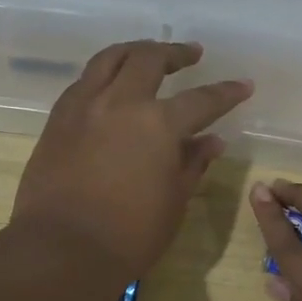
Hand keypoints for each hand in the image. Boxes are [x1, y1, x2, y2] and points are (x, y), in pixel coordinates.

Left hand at [12, 41, 251, 280]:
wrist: (62, 249)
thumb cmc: (130, 234)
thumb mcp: (174, 201)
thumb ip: (192, 164)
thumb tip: (211, 141)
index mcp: (158, 124)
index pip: (202, 100)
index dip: (226, 92)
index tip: (244, 85)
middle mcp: (121, 103)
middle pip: (149, 60)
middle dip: (175, 53)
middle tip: (191, 54)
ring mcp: (84, 106)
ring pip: (110, 59)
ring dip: (135, 51)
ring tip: (148, 53)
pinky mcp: (57, 119)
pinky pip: (84, 81)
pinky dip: (104, 74)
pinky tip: (110, 85)